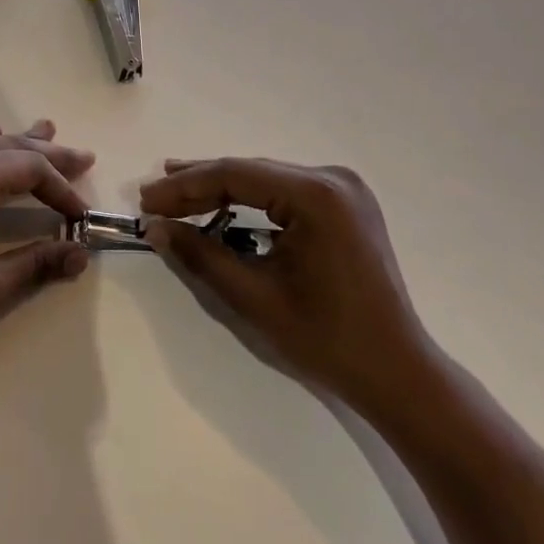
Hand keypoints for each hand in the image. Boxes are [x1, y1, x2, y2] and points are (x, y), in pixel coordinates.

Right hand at [140, 158, 431, 411]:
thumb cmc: (327, 340)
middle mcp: (332, 178)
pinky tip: (223, 206)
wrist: (397, 372)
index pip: (235, 175)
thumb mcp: (255, 298)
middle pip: (250, 172)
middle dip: (199, 185)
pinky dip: (251, 201)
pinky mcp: (346, 204)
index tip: (146, 200)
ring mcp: (344, 189)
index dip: (184, 186)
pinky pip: (285, 192)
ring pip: (266, 179)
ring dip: (222, 190)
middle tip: (153, 196)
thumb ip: (201, 256)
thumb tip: (156, 228)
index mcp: (316, 194)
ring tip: (176, 194)